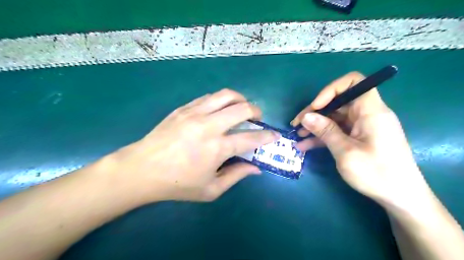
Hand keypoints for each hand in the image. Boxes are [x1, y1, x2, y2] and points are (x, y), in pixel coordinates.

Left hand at [105, 89, 278, 203]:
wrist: (142, 169)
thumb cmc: (177, 184)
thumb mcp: (210, 189)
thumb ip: (236, 176)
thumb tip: (256, 168)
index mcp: (217, 148)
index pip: (251, 138)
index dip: (267, 136)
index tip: (274, 135)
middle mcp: (209, 126)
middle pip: (242, 108)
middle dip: (257, 111)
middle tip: (257, 118)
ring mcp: (195, 113)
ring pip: (225, 95)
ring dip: (240, 99)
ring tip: (241, 107)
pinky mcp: (183, 108)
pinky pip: (208, 97)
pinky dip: (220, 100)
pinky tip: (219, 109)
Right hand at [291, 72, 433, 209]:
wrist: (400, 197)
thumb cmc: (377, 173)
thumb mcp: (346, 152)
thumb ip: (325, 131)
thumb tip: (306, 116)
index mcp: (371, 111)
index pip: (354, 82)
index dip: (331, 90)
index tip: (316, 106)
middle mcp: (366, 114)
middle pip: (338, 102)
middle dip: (315, 112)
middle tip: (297, 124)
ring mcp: (361, 127)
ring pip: (334, 118)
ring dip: (315, 126)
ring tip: (297, 136)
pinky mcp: (357, 138)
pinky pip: (337, 131)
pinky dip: (322, 136)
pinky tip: (305, 145)